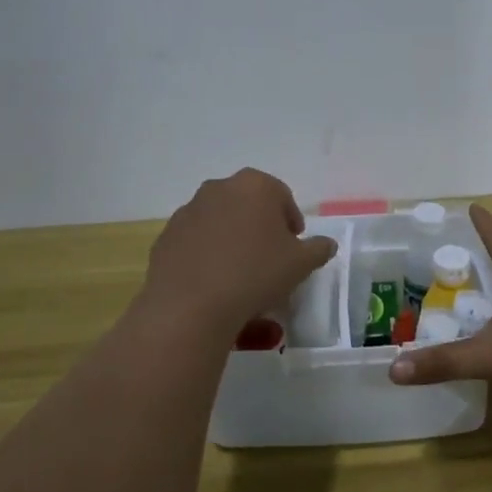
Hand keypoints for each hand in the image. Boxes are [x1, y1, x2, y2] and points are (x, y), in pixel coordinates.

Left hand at [139, 169, 337, 338]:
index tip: (295, 248)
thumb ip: (318, 249)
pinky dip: (207, 257)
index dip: (292, 223)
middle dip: (261, 228)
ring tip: (241, 276)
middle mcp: (219, 188)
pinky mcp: (166, 237)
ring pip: (221, 223)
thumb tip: (325, 244)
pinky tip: (214, 285)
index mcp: (255, 185)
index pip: (282, 196)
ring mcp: (188, 211)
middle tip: (270, 260)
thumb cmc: (255, 274)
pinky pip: (196, 243)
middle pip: (249, 206)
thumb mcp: (301, 264)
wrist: (190, 306)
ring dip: (233, 241)